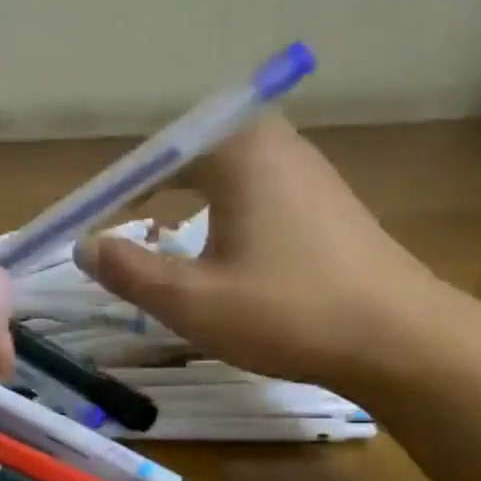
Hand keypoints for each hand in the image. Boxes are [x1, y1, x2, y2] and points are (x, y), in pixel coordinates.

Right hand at [74, 113, 450, 392]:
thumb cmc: (286, 312)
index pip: (151, 158)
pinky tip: (219, 253)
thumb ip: (129, 270)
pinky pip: (253, 193)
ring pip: (222, 176)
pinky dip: (219, 215)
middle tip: (115, 235)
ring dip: (183, 204)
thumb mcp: (191, 300)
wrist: (397, 338)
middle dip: (145, 194)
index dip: (109, 195)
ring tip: (157, 243)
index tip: (83, 232)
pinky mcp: (326, 201)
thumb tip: (86, 246)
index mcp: (238, 150)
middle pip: (188, 157)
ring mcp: (307, 170)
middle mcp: (274, 142)